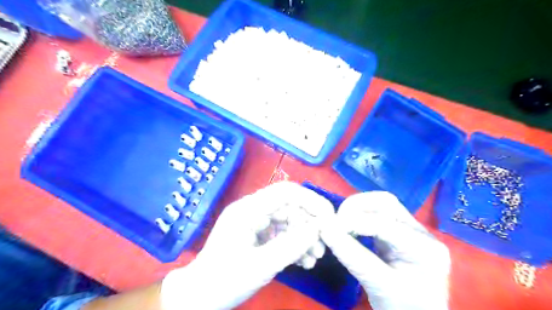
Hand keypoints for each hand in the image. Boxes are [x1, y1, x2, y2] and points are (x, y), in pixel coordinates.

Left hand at [162, 181, 333, 309]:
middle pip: (289, 206)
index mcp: (248, 209)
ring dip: (304, 236)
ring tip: (315, 257)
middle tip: (323, 246)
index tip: (329, 217)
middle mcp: (252, 210)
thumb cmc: (224, 281)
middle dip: (309, 224)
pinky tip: (304, 261)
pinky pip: (281, 233)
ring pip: (288, 220)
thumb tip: (318, 229)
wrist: (198, 299)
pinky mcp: (257, 235)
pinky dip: (294, 244)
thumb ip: (291, 246)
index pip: (285, 192)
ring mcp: (254, 222)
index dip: (310, 200)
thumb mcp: (260, 265)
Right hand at [322, 191, 449, 309]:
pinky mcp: (399, 231)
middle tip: (337, 221)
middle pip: (385, 203)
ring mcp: (410, 229)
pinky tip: (350, 228)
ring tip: (341, 224)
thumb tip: (324, 228)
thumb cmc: (403, 308)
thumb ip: (352, 256)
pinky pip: (377, 214)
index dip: (353, 222)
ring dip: (357, 209)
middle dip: (357, 207)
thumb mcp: (378, 286)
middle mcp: (420, 232)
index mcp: (424, 248)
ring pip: (381, 204)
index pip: (384, 223)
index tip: (328, 227)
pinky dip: (360, 216)